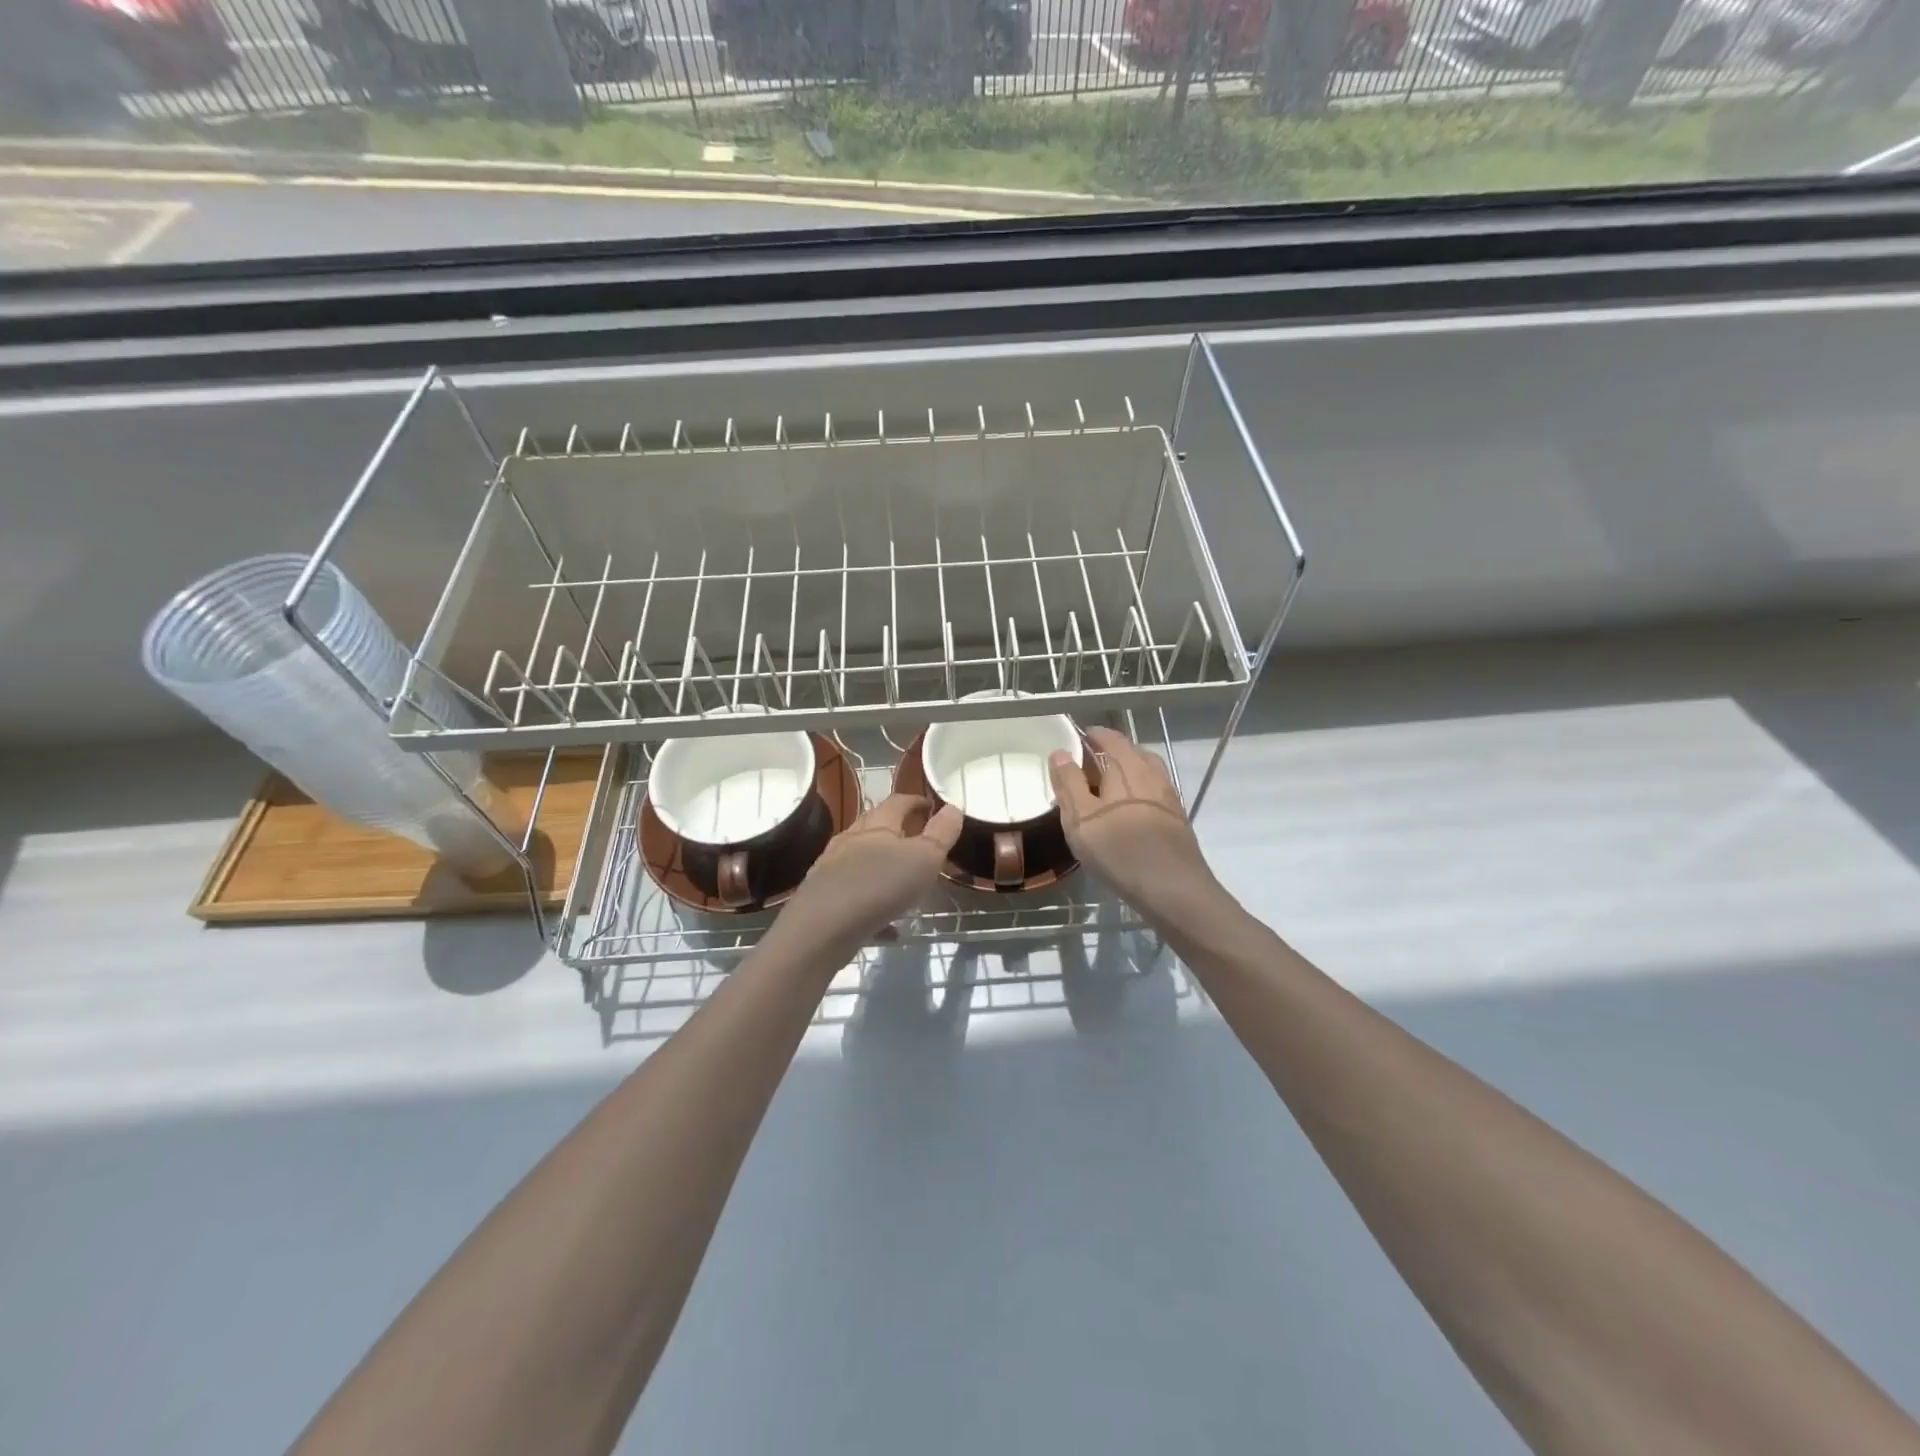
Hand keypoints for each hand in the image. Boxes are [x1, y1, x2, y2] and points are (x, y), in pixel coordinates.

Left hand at [775, 793, 962, 949]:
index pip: (898, 802)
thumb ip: (940, 834)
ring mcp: (832, 869)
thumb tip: (953, 808)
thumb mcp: (924, 859)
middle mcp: (850, 840)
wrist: (822, 928)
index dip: (916, 801)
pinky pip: (854, 897)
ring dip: (882, 865)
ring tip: (902, 880)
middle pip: (875, 827)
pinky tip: (889, 927)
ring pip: (861, 861)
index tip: (930, 805)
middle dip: (896, 830)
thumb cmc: (879, 886)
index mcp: (877, 826)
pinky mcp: (824, 898)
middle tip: (917, 838)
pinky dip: (874, 906)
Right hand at [1048, 727, 1219, 918]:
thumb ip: (1069, 784)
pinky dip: (1139, 790)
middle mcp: (1152, 775)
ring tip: (1108, 783)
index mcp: (1127, 768)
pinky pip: (1154, 792)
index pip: (1110, 739)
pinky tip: (1129, 810)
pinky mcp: (1176, 819)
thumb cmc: (1119, 850)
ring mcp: (1168, 797)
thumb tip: (1060, 753)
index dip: (1094, 734)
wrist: (1173, 889)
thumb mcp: (1081, 818)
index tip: (1079, 735)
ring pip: (1147, 772)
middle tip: (1089, 761)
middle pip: (1132, 753)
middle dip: (1111, 751)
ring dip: (1128, 770)